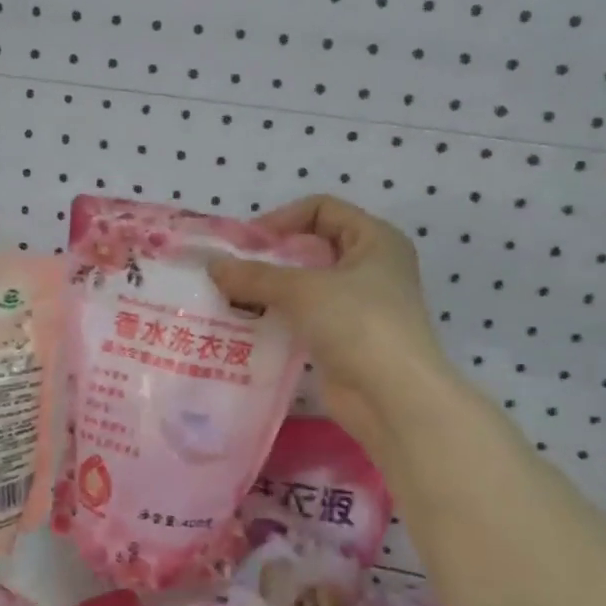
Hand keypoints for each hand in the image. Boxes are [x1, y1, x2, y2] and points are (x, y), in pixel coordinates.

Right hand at [207, 196, 451, 452]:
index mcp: (374, 239)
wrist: (392, 397)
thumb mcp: (303, 290)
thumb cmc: (358, 324)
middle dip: (270, 257)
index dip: (283, 218)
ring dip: (269, 289)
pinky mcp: (342, 339)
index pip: (323, 209)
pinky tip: (246, 324)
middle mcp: (369, 267)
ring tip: (230, 297)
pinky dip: (277, 317)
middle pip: (311, 247)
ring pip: (304, 285)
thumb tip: (213, 266)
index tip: (247, 242)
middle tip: (230, 270)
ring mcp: (357, 306)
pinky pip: (302, 317)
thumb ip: (255, 276)